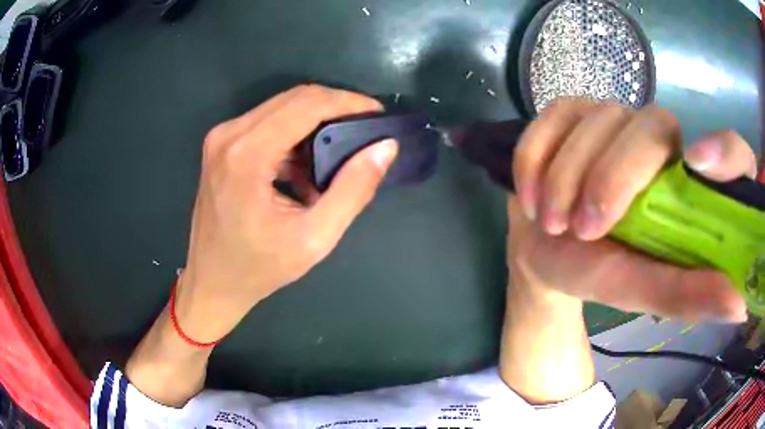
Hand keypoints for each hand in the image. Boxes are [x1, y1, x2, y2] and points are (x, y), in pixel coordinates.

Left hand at [177, 85, 397, 341]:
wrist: (212, 281)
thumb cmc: (259, 268)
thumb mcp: (314, 238)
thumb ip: (353, 189)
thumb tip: (385, 148)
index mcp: (247, 154)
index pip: (307, 104)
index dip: (348, 102)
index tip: (377, 113)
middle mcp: (229, 134)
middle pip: (294, 98)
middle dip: (335, 107)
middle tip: (365, 130)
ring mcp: (221, 138)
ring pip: (281, 107)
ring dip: (315, 122)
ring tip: (338, 154)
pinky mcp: (221, 145)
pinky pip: (266, 123)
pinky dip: (293, 135)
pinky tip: (305, 167)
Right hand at [510, 98, 754, 321]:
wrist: (547, 250)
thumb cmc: (600, 272)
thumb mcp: (643, 291)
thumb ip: (687, 294)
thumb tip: (738, 302)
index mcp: (691, 182)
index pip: (733, 152)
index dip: (726, 154)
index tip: (700, 166)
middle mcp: (661, 137)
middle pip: (651, 126)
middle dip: (613, 178)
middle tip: (582, 229)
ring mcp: (613, 115)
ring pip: (597, 120)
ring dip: (565, 177)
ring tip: (551, 223)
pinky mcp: (571, 110)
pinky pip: (553, 115)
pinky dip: (534, 157)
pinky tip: (531, 195)